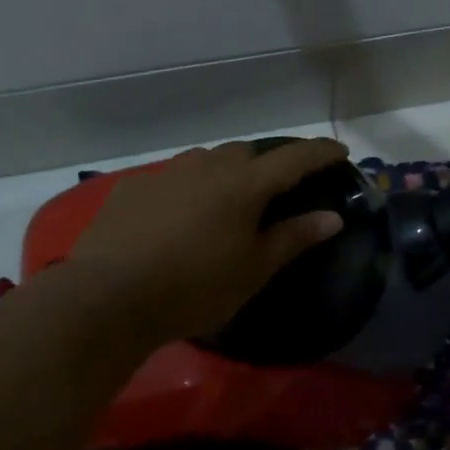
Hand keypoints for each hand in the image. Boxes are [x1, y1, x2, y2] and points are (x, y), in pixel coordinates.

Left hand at [58, 139, 347, 347]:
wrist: (109, 297)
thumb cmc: (195, 288)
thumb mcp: (254, 269)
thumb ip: (295, 238)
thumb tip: (333, 217)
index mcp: (244, 185)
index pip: (294, 158)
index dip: (320, 152)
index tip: (340, 151)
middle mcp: (207, 166)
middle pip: (248, 152)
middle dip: (268, 164)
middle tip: (275, 192)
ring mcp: (166, 173)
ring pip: (207, 160)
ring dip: (225, 172)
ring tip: (225, 203)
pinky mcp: (133, 187)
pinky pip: (173, 177)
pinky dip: (189, 188)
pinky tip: (179, 217)